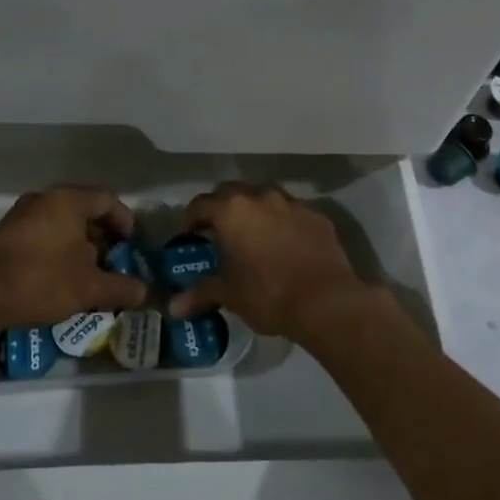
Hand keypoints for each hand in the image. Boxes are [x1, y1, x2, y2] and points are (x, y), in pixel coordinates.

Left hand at [0, 186, 148, 335]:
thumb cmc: (40, 280)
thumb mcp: (88, 288)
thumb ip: (120, 287)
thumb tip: (144, 292)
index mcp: (68, 200)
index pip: (108, 200)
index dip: (125, 221)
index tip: (133, 244)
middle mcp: (44, 198)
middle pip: (84, 209)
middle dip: (102, 234)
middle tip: (114, 259)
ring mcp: (21, 214)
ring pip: (61, 221)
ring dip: (79, 243)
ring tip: (89, 270)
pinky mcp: (5, 233)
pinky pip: (42, 232)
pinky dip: (58, 247)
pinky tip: (59, 275)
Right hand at [169, 182, 383, 342]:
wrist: (326, 301)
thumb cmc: (268, 294)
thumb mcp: (229, 295)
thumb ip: (200, 294)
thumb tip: (173, 307)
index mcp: (231, 210)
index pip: (200, 204)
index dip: (191, 220)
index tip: (190, 237)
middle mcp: (260, 196)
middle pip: (231, 192)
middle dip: (221, 209)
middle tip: (219, 233)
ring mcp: (292, 203)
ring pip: (264, 197)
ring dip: (254, 211)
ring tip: (253, 236)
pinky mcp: (317, 216)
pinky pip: (292, 212)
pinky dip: (283, 222)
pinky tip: (285, 245)